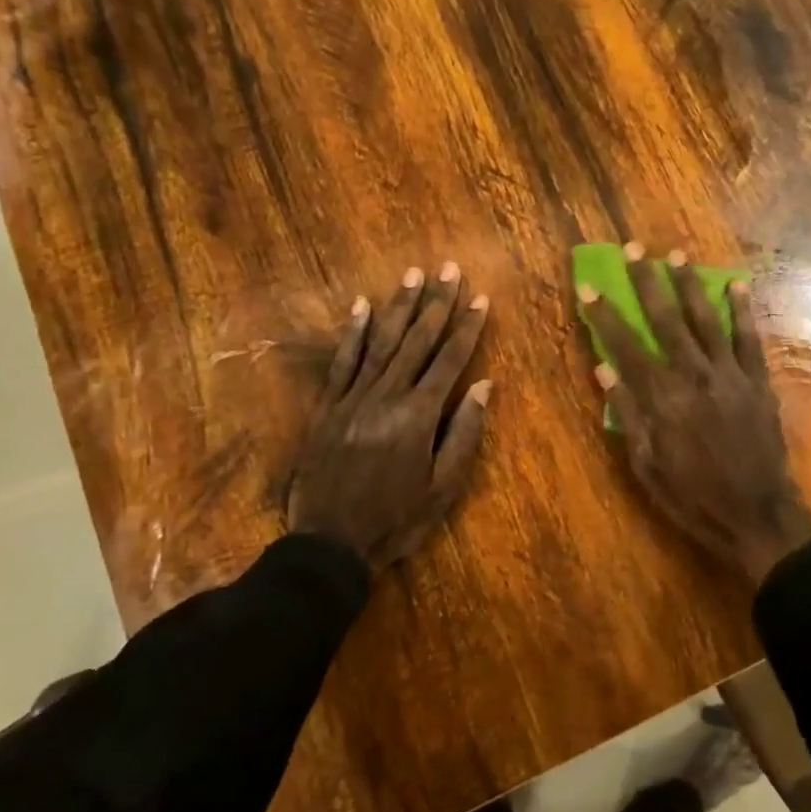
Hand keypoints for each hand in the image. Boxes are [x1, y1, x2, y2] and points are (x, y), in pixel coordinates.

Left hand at [288, 263, 491, 573]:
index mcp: (419, 415)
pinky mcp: (328, 406)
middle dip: (437, 303)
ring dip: (400, 306)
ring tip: (413, 274)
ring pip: (382, 342)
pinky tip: (362, 305)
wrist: (330, 543)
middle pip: (417, 341)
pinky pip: (342, 361)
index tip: (480, 298)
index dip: (467, 328)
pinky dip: (353, 332)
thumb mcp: (443, 487)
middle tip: (449, 269)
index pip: (449, 360)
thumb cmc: (396, 519)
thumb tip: (482, 385)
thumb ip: (464, 433)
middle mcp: (387, 396)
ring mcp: (354, 398)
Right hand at [582, 244, 810, 584]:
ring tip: (675, 254)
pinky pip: (749, 337)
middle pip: (665, 319)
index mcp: (661, 398)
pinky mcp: (758, 380)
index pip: (625, 345)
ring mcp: (730, 374)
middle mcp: (694, 375)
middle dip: (646, 282)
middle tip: (633, 249)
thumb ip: (627, 412)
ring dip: (689, 284)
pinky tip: (736, 283)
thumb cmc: (692, 495)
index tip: (588, 286)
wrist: (756, 514)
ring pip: (706, 319)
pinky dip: (743, 309)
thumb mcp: (646, 464)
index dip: (604, 314)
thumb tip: (603, 367)